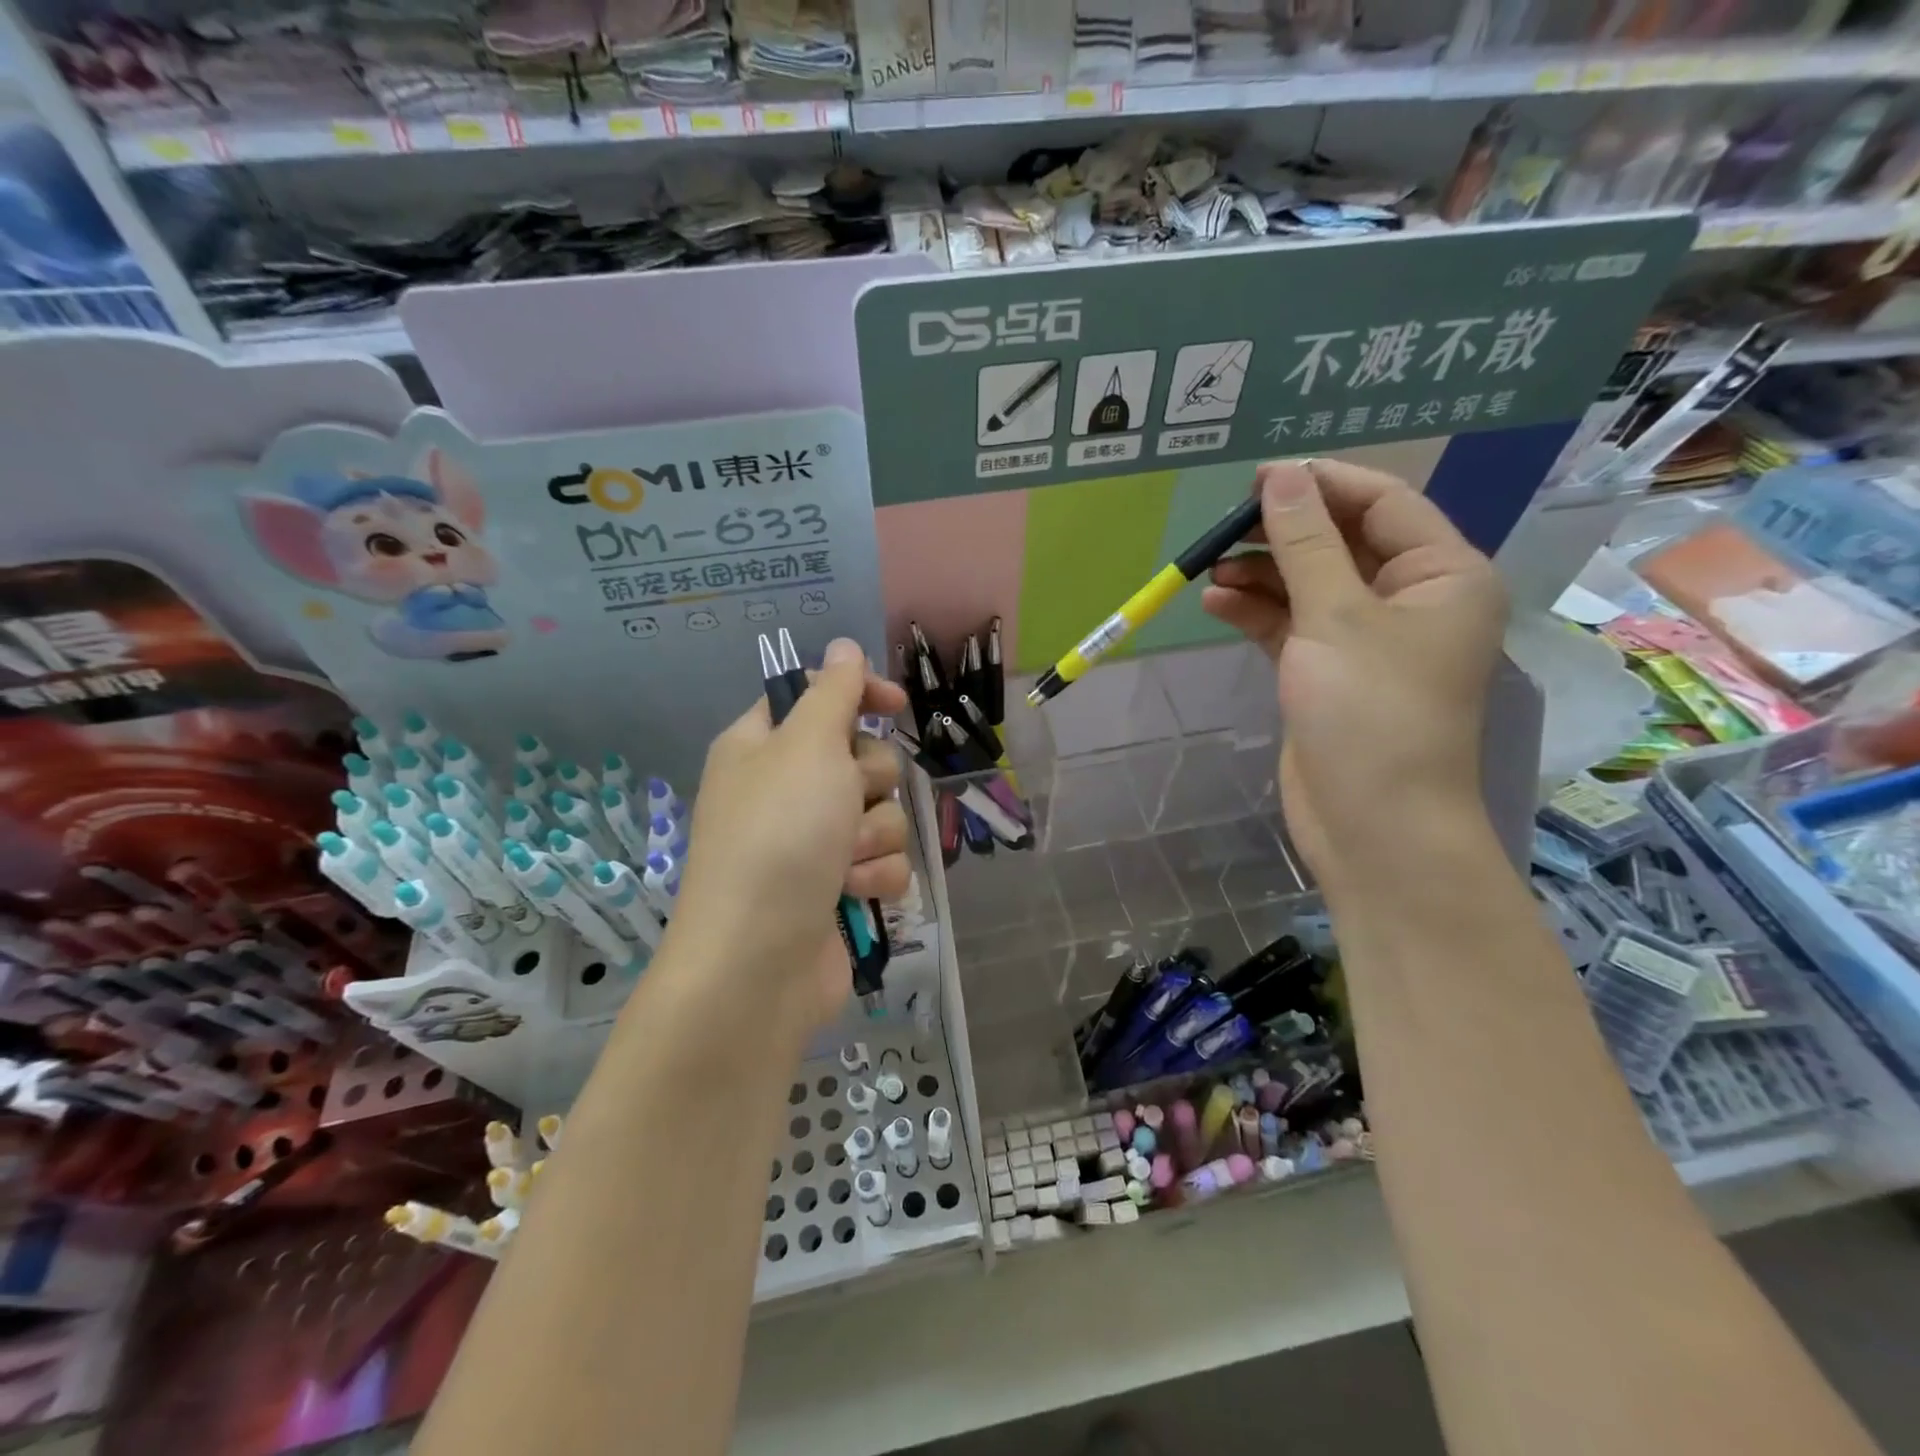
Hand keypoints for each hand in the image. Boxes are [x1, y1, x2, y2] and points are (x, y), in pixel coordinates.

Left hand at [666, 639, 912, 1033]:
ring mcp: (812, 842)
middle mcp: (786, 789)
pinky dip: (875, 876)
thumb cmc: (779, 837)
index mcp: (763, 746)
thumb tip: (843, 645)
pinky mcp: (837, 887)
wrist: (758, 962)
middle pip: (862, 757)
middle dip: (868, 782)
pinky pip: (883, 861)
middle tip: (844, 804)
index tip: (896, 704)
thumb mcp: (806, 747)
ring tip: (843, 863)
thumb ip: (833, 693)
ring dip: (873, 836)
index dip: (860, 695)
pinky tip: (852, 895)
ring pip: (882, 812)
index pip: (818, 697)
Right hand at [1202, 460, 1505, 898]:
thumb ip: (1305, 544)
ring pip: (1311, 585)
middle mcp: (1411, 600)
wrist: (1373, 824)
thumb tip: (1279, 476)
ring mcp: (1368, 640)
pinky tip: (1216, 602)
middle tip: (1224, 525)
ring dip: (1263, 573)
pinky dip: (1257, 612)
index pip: (1383, 504)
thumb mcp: (1335, 618)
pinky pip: (1293, 625)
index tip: (1258, 478)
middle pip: (1343, 543)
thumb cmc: (1370, 712)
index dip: (1321, 484)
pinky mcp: (1330, 673)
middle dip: (1284, 532)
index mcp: (1443, 575)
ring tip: (1209, 567)